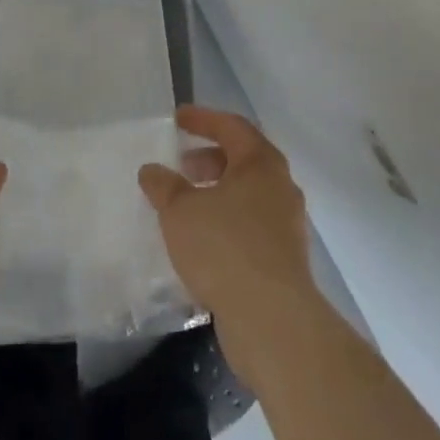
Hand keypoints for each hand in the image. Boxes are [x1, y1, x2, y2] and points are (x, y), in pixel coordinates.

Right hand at [139, 107, 315, 328]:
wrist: (272, 319)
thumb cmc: (225, 248)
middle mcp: (280, 187)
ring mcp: (287, 225)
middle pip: (243, 160)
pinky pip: (251, 226)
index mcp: (261, 164)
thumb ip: (164, 185)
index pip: (232, 126)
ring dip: (217, 193)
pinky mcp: (284, 259)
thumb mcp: (180, 211)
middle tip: (181, 166)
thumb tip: (152, 170)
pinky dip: (226, 222)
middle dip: (210, 159)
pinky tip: (202, 241)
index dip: (203, 119)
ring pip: (248, 195)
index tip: (177, 119)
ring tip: (186, 206)